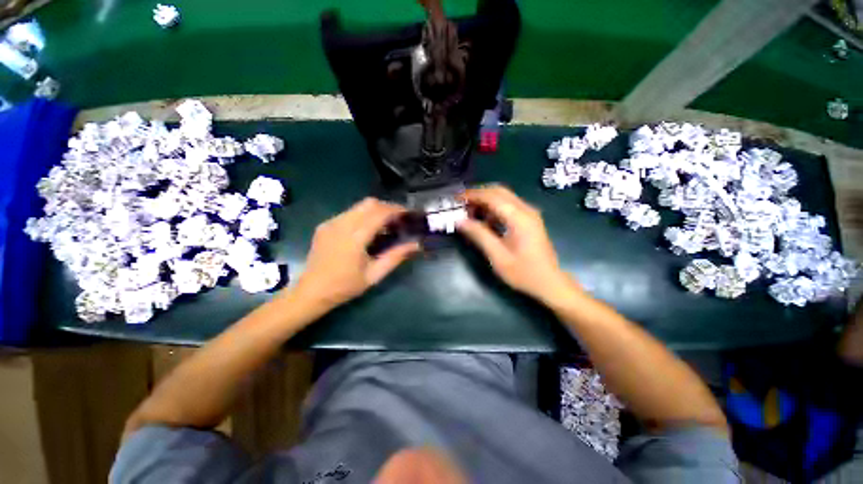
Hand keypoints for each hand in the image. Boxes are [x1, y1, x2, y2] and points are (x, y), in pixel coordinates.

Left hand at [293, 198, 419, 310]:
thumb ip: (396, 257)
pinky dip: (363, 215)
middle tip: (399, 219)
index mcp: (354, 237)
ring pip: (359, 206)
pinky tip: (367, 230)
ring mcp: (331, 222)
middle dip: (388, 207)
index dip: (396, 210)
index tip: (408, 214)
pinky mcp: (325, 225)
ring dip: (376, 210)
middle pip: (369, 203)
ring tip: (385, 224)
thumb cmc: (345, 286)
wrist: (311, 292)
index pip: (379, 213)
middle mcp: (341, 224)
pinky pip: (349, 213)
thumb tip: (416, 244)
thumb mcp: (374, 275)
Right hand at [457, 185, 574, 301]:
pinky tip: (484, 220)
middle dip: (478, 194)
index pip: (492, 197)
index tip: (455, 198)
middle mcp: (526, 210)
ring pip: (504, 197)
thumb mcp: (497, 256)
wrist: (550, 283)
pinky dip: (493, 208)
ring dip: (485, 200)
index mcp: (519, 217)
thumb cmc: (523, 272)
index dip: (472, 195)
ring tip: (469, 212)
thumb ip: (479, 235)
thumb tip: (460, 221)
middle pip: (499, 191)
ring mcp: (529, 214)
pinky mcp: (529, 220)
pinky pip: (508, 206)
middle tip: (461, 204)